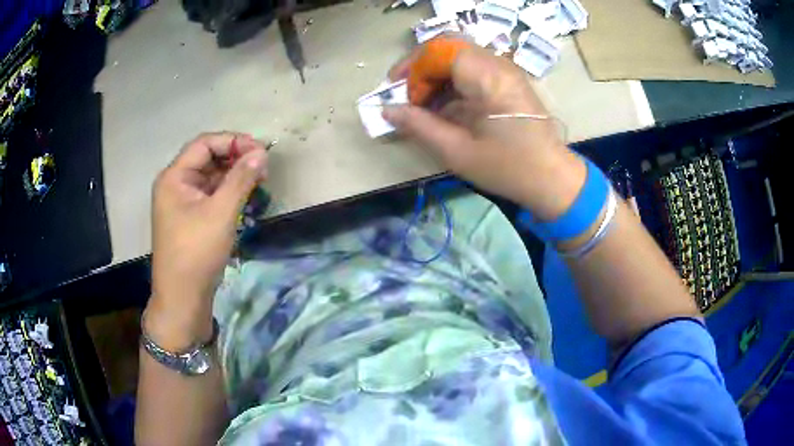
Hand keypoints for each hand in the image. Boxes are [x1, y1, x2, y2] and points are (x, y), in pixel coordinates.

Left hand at [147, 132, 267, 349]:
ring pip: (211, 177)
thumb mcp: (220, 213)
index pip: (205, 144)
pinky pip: (211, 195)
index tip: (260, 150)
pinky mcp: (191, 218)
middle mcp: (176, 184)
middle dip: (235, 158)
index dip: (233, 141)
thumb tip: (261, 152)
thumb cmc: (196, 252)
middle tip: (262, 166)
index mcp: (174, 177)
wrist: (183, 298)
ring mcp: (182, 202)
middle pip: (207, 158)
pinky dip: (228, 192)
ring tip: (259, 181)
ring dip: (234, 175)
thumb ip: (241, 179)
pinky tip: (246, 196)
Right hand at [384, 40, 586, 220]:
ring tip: (423, 103)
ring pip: (460, 56)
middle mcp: (499, 65)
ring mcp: (506, 71)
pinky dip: (452, 82)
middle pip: (449, 47)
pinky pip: (473, 69)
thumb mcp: (458, 152)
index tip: (399, 94)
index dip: (413, 68)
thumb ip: (420, 126)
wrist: (553, 179)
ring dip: (436, 75)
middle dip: (421, 68)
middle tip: (406, 94)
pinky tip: (444, 106)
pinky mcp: (508, 81)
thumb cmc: (508, 168)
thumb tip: (387, 111)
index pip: (440, 50)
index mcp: (489, 78)